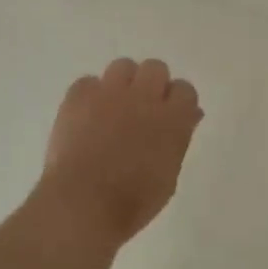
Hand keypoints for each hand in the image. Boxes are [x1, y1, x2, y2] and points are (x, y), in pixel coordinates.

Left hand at [36, 58, 203, 246]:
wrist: (83, 202)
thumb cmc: (133, 201)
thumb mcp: (169, 176)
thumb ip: (179, 139)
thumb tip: (189, 116)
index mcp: (172, 118)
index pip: (185, 89)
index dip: (177, 102)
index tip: (169, 117)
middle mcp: (144, 96)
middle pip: (155, 68)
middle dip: (151, 85)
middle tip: (141, 110)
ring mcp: (109, 92)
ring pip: (123, 66)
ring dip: (122, 84)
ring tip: (113, 109)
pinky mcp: (78, 95)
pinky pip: (89, 82)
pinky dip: (90, 96)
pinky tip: (86, 117)